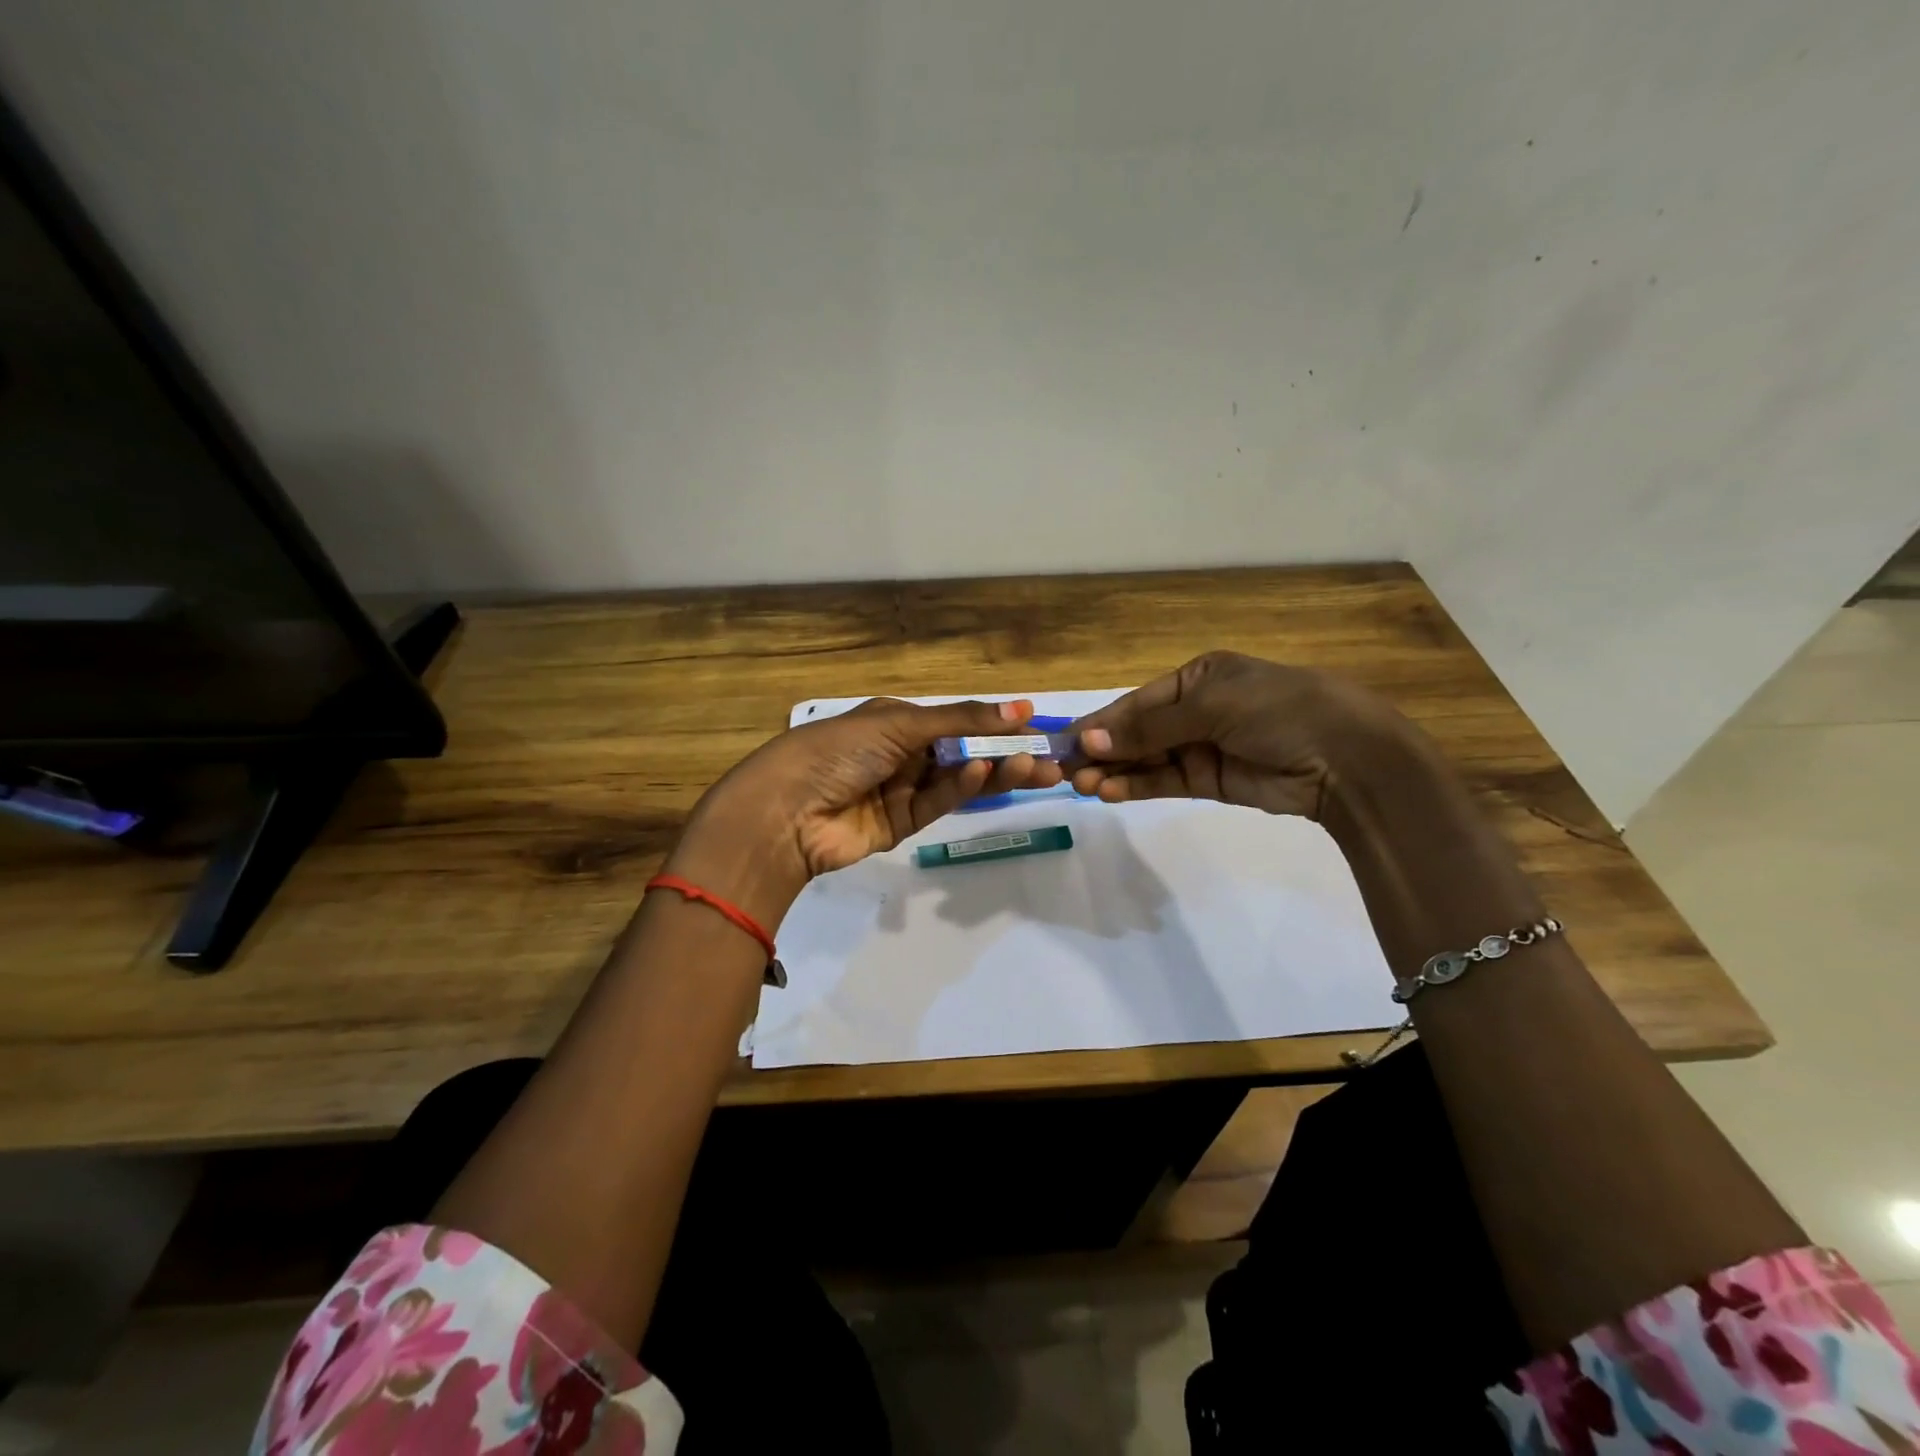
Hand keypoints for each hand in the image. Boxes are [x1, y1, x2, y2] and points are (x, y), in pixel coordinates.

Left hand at [665, 698, 1063, 927]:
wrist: (786, 812)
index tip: (1035, 723)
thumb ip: (961, 720)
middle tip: (1050, 759)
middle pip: (962, 752)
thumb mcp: (899, 724)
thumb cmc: (839, 750)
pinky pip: (938, 803)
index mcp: (895, 720)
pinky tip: (982, 775)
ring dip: (992, 772)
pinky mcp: (900, 824)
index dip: (994, 721)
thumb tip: (1020, 706)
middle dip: (1004, 753)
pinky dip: (960, 789)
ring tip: (1032, 767)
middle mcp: (901, 753)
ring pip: (957, 780)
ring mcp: (901, 790)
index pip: (956, 719)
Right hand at [1068, 651, 1414, 820]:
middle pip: (1136, 731)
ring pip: (1146, 759)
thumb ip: (1149, 727)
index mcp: (1198, 677)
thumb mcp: (1212, 706)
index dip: (1101, 722)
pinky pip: (1164, 781)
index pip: (1138, 701)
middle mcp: (1196, 709)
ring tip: (1081, 785)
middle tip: (1063, 770)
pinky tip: (1109, 792)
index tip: (1064, 741)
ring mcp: (1202, 746)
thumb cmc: (1278, 710)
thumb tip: (1088, 741)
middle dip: (1101, 750)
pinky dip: (1137, 787)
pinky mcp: (1209, 781)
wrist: (1345, 758)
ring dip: (1114, 771)